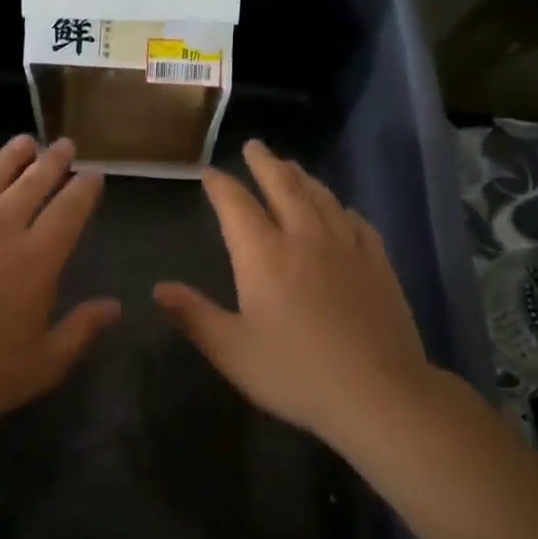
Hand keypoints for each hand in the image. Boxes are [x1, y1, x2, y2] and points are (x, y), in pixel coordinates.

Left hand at [0, 135, 120, 426]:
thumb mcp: (40, 366)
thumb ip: (80, 331)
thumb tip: (114, 306)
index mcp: (34, 260)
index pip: (69, 212)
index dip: (85, 190)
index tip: (94, 175)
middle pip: (31, 185)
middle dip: (52, 162)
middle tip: (65, 145)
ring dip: (7, 159)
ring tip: (24, 141)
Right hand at [153, 140, 433, 446]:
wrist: (378, 392)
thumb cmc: (294, 372)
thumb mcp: (231, 350)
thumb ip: (194, 315)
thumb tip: (159, 288)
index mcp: (263, 255)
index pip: (236, 205)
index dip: (220, 185)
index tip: (209, 173)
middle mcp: (304, 238)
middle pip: (283, 186)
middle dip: (265, 163)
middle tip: (254, 146)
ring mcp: (346, 248)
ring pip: (321, 198)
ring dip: (302, 177)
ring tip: (290, 166)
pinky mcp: (378, 264)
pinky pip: (357, 223)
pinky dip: (342, 208)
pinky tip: (342, 210)